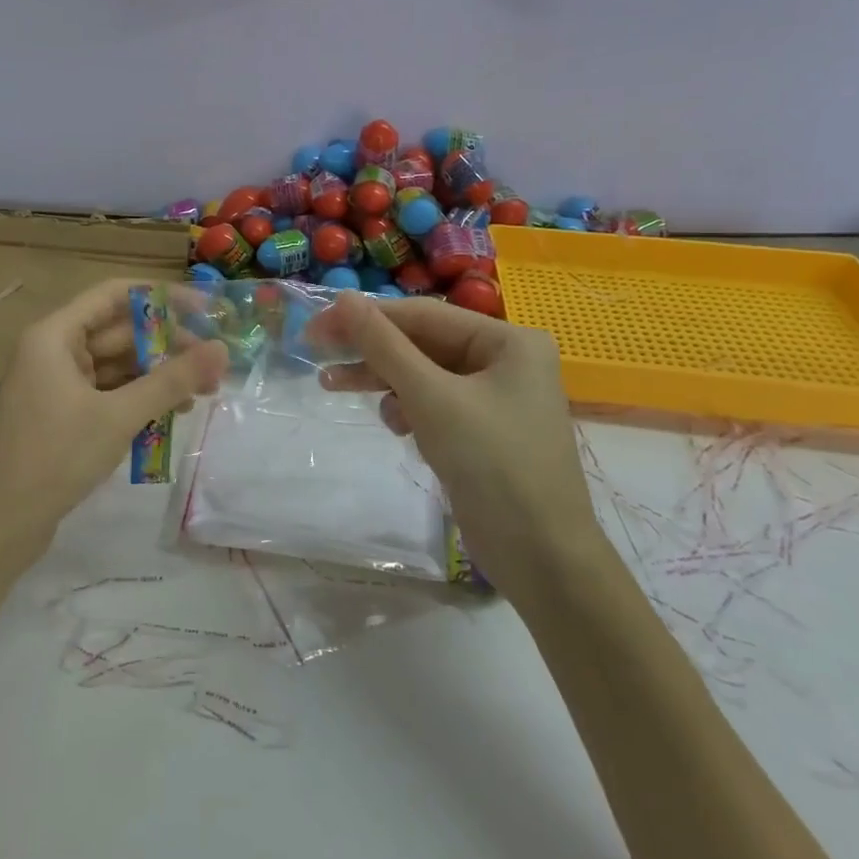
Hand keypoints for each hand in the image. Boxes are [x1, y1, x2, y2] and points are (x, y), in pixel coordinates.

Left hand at [0, 278, 228, 583]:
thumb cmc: (54, 457)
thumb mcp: (118, 416)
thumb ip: (171, 380)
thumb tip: (221, 349)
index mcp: (55, 336)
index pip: (114, 294)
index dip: (160, 297)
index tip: (204, 309)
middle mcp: (54, 351)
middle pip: (119, 333)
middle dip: (167, 347)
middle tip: (214, 365)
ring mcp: (56, 385)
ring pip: (117, 367)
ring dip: (157, 377)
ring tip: (202, 394)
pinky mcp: (62, 416)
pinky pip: (107, 394)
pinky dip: (137, 400)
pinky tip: (170, 415)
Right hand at [309, 293, 599, 583]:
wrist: (542, 559)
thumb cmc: (493, 465)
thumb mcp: (431, 398)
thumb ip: (384, 346)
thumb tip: (343, 299)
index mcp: (508, 341)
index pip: (424, 316)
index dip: (367, 318)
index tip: (316, 327)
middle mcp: (505, 360)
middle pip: (422, 344)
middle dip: (371, 353)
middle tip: (317, 356)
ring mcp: (494, 397)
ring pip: (422, 375)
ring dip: (383, 382)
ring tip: (333, 386)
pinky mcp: (482, 430)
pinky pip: (433, 404)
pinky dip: (408, 410)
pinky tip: (397, 428)